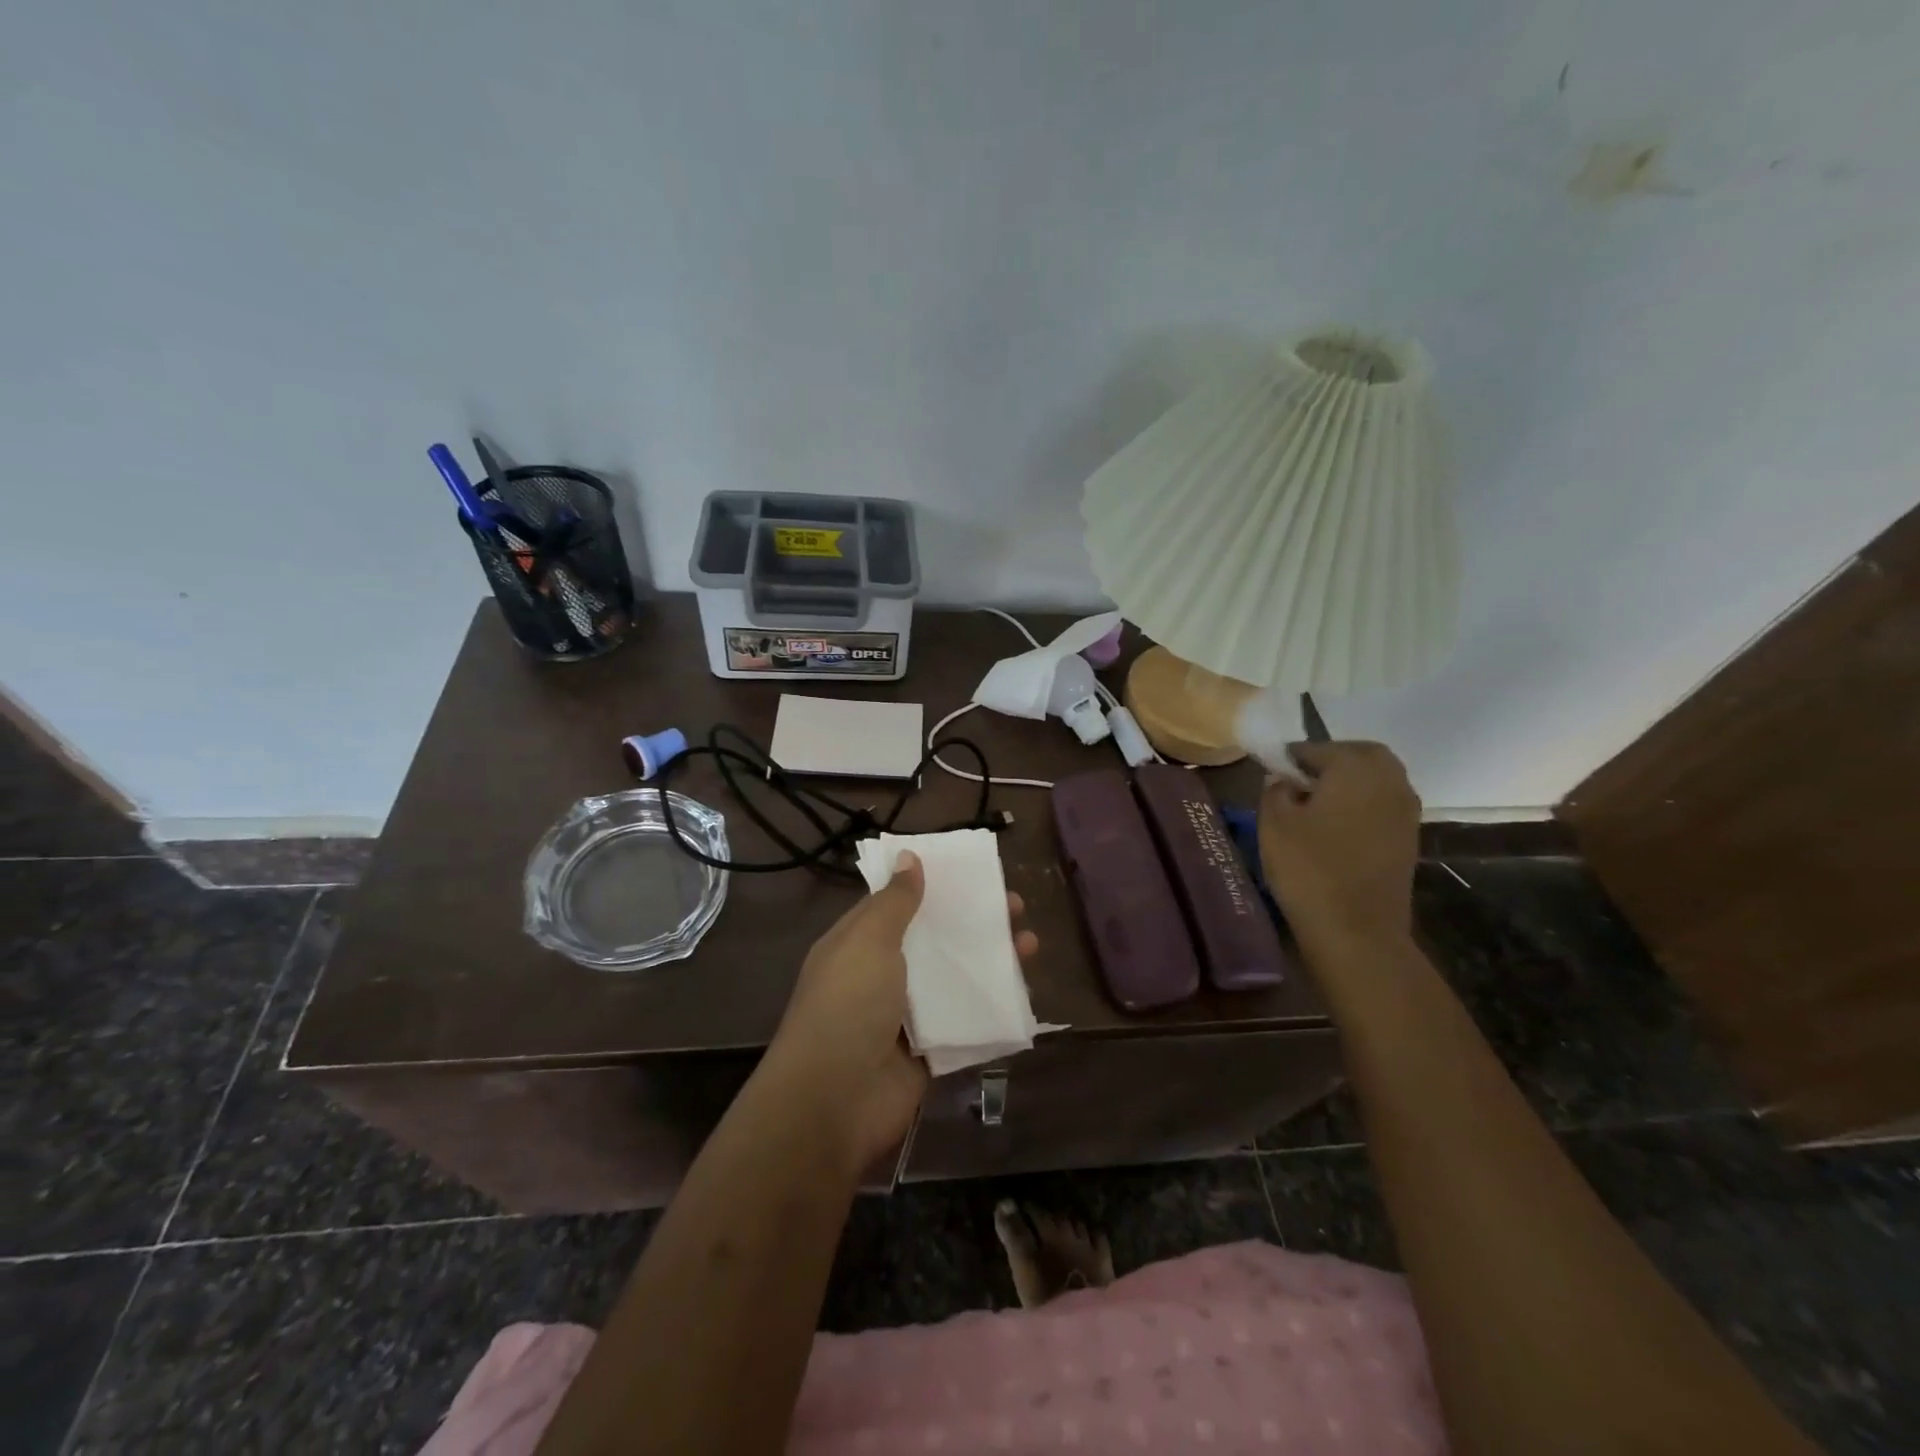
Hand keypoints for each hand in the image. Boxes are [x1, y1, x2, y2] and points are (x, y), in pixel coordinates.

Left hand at [763, 852, 1039, 1178]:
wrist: (835, 1102)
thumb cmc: (848, 1006)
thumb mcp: (868, 941)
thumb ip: (894, 902)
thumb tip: (908, 856)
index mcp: (859, 945)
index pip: (897, 905)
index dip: (932, 887)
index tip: (970, 873)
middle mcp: (882, 976)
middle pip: (934, 940)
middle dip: (972, 922)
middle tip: (1015, 906)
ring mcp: (907, 1016)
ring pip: (955, 979)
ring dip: (990, 962)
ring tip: (1031, 943)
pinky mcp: (930, 1051)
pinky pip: (966, 1022)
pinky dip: (992, 1008)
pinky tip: (1026, 992)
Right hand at [1259, 741, 1419, 960]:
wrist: (1358, 931)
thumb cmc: (1309, 869)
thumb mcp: (1273, 824)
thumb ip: (1275, 790)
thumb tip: (1283, 779)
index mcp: (1354, 768)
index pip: (1317, 748)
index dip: (1291, 757)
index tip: (1271, 771)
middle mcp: (1388, 780)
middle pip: (1361, 754)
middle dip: (1331, 759)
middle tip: (1299, 779)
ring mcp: (1405, 810)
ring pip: (1378, 777)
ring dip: (1350, 780)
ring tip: (1316, 803)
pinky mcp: (1408, 837)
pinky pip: (1384, 803)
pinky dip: (1363, 803)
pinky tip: (1336, 825)